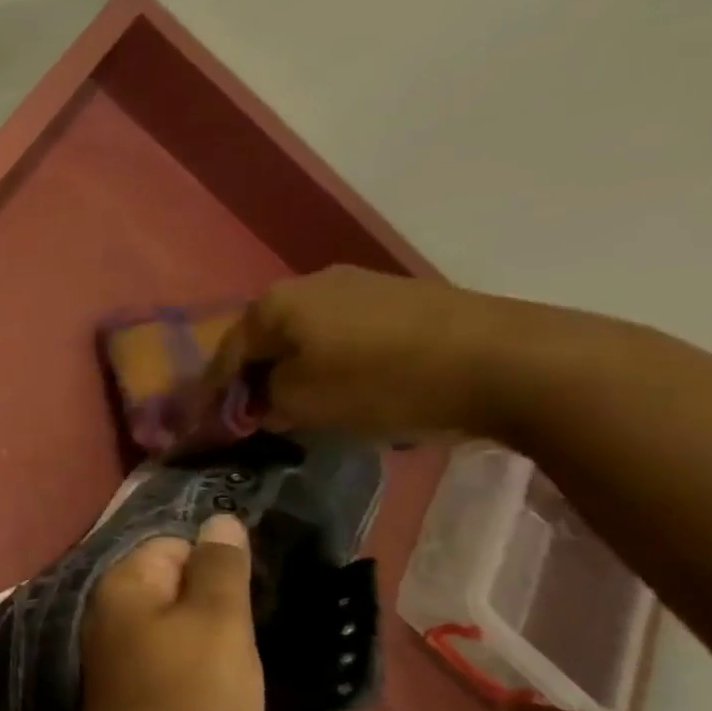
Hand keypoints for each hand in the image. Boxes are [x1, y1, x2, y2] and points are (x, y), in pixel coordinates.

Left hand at [79, 514, 261, 710]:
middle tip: (270, 617)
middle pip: (178, 591)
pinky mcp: (149, 704)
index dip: (216, 559)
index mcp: (123, 590)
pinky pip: (187, 672)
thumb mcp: (217, 622)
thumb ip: (220, 569)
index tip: (260, 582)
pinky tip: (248, 685)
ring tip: (268, 649)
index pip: (171, 546)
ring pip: (186, 634)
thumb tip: (218, 519)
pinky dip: (215, 675)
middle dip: (223, 601)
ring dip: (223, 642)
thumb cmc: (191, 698)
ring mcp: (130, 665)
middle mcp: (116, 620)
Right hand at [201, 266, 516, 438]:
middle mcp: (308, 283)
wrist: (508, 361)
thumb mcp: (300, 403)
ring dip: (292, 369)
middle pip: (263, 340)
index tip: (203, 427)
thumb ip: (261, 402)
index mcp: (273, 304)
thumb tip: (257, 401)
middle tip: (248, 415)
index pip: (224, 356)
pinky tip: (341, 386)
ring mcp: (359, 285)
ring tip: (295, 404)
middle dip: (251, 378)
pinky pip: (342, 334)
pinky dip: (330, 361)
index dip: (210, 396)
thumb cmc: (381, 382)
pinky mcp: (401, 298)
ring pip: (304, 336)